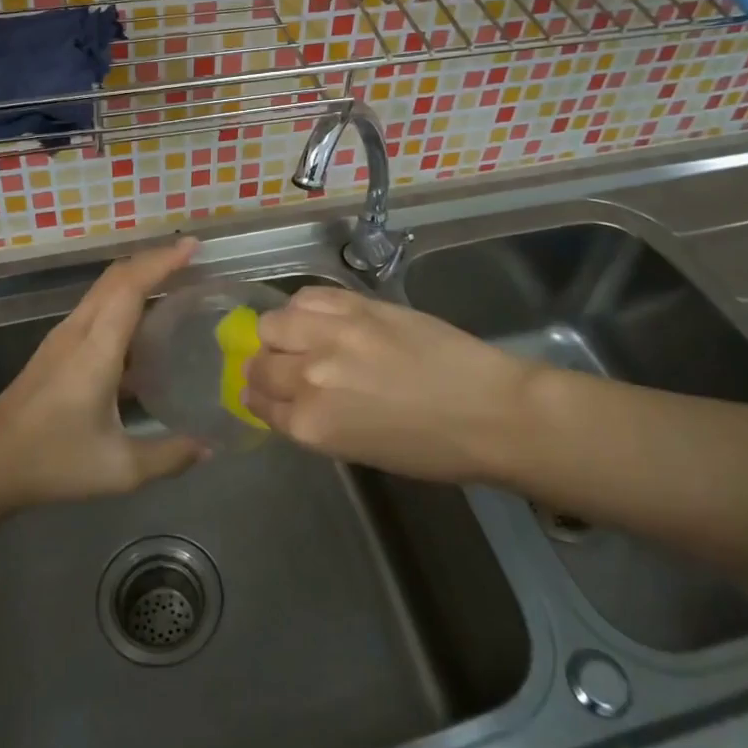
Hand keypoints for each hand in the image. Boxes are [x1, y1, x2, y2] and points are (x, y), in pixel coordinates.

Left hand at [0, 238, 207, 512]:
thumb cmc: (52, 463)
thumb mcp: (119, 469)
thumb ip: (170, 456)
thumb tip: (211, 448)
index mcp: (95, 351)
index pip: (130, 288)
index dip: (162, 262)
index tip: (192, 246)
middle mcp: (77, 333)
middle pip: (115, 278)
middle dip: (153, 260)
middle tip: (192, 258)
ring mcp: (61, 339)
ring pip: (102, 290)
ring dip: (136, 276)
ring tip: (173, 282)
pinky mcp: (54, 351)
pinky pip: (94, 308)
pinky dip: (122, 298)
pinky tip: (141, 324)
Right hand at [246, 285, 539, 485]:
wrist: (489, 410)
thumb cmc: (430, 448)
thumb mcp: (359, 450)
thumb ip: (316, 422)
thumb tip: (292, 400)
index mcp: (311, 425)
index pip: (260, 404)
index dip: (258, 397)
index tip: (262, 392)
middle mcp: (310, 377)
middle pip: (260, 363)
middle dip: (263, 367)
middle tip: (280, 365)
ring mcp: (332, 335)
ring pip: (273, 323)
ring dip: (278, 333)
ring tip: (299, 336)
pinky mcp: (356, 305)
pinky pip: (307, 297)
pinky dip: (303, 308)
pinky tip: (318, 317)